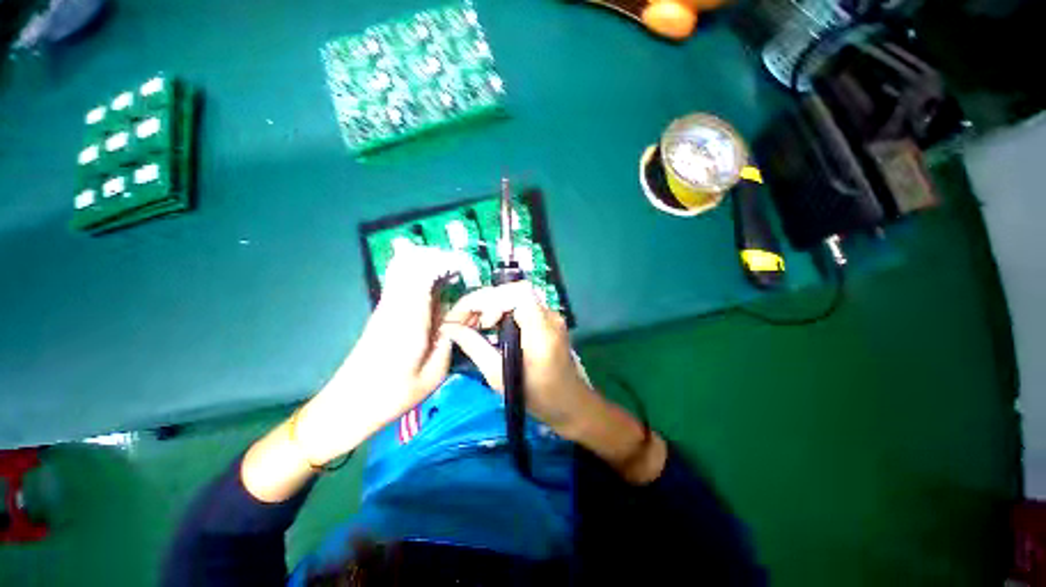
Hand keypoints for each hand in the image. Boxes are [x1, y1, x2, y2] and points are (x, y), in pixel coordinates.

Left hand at [294, 243, 468, 464]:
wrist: (348, 405)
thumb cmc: (393, 394)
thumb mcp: (434, 372)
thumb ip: (451, 338)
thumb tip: (462, 315)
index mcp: (409, 318)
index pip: (423, 272)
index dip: (446, 262)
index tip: (466, 268)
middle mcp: (395, 304)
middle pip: (411, 261)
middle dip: (438, 258)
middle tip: (461, 271)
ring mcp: (386, 306)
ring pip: (404, 267)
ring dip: (430, 264)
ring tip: (452, 277)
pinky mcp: (383, 311)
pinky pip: (401, 280)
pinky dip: (420, 274)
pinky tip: (435, 287)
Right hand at [440, 281, 600, 437]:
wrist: (571, 404)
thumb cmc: (536, 396)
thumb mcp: (499, 376)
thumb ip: (474, 347)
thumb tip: (449, 328)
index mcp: (542, 329)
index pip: (518, 293)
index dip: (492, 299)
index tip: (474, 320)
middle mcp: (549, 315)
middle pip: (514, 292)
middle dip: (485, 302)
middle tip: (463, 323)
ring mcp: (551, 315)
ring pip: (515, 297)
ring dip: (491, 305)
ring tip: (473, 325)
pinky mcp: (547, 320)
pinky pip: (521, 306)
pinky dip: (501, 311)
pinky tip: (489, 326)